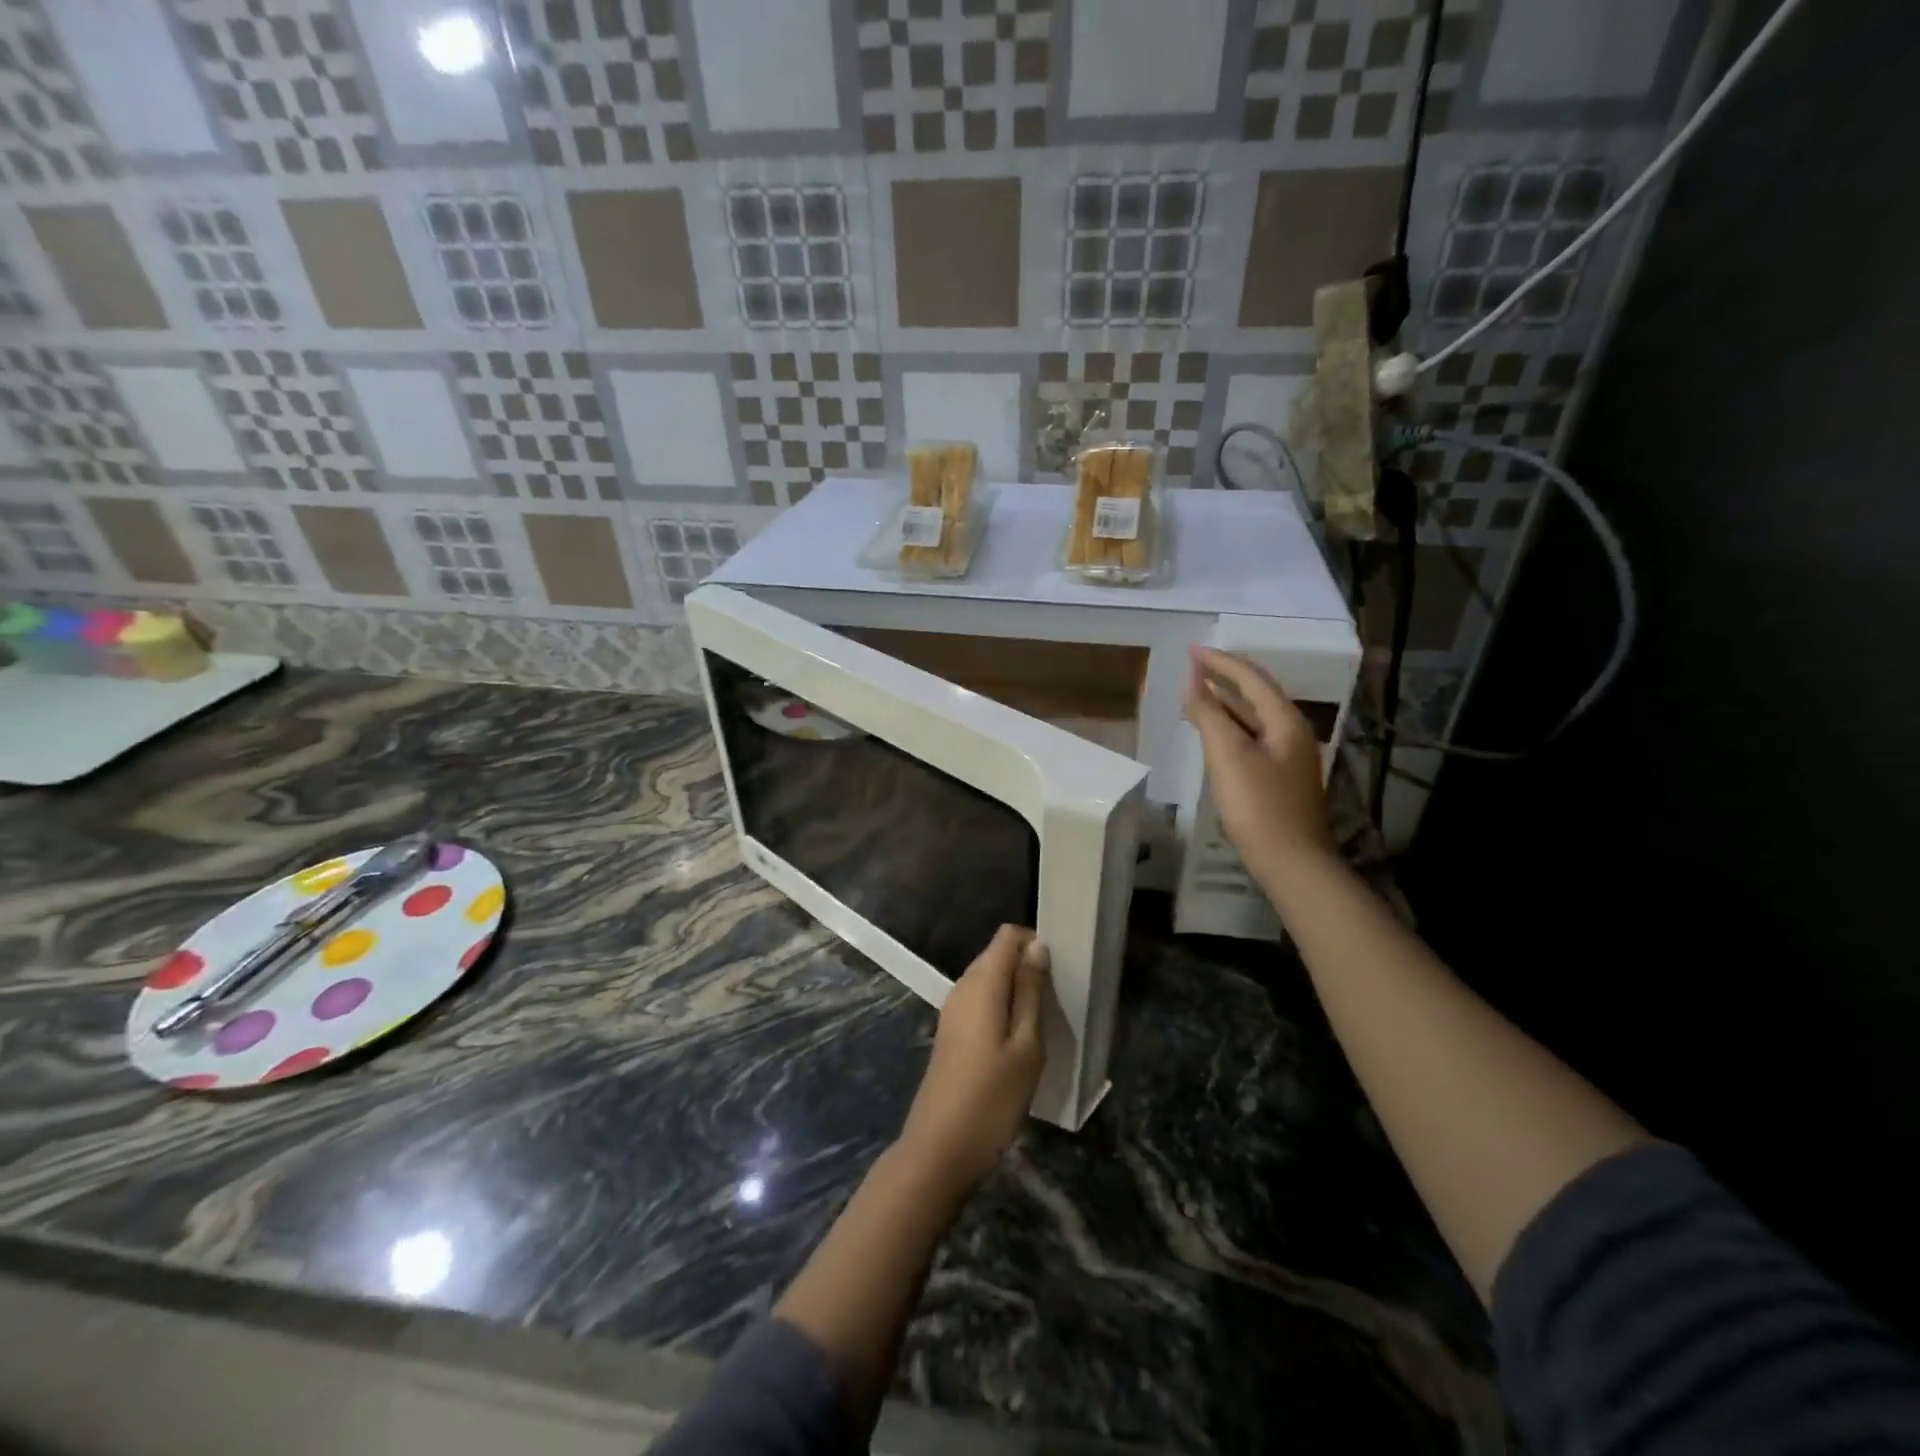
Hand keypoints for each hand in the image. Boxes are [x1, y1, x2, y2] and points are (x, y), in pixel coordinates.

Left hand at [895, 925, 1049, 1206]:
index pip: (1007, 936)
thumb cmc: (991, 1098)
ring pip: (989, 979)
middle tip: (1057, 1000)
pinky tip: (1018, 1039)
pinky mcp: (951, 1032)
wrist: (939, 1149)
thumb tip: (1037, 946)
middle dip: (1027, 966)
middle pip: (996, 955)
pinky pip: (980, 1001)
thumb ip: (1030, 992)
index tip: (1060, 969)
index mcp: (982, 983)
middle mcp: (962, 987)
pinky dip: (1001, 1007)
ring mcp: (952, 1010)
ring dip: (1016, 989)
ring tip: (1043, 1020)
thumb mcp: (1026, 1046)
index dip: (1034, 942)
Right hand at [1183, 646, 1338, 881]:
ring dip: (1227, 702)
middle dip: (1225, 678)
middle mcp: (1292, 733)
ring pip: (1254, 718)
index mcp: (1285, 722)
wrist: (1291, 861)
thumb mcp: (1228, 756)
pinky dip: (1231, 727)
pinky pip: (1252, 738)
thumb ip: (1209, 715)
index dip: (1220, 662)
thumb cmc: (1258, 805)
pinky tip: (1214, 733)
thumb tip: (1192, 681)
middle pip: (1257, 694)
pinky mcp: (1280, 778)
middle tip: (1194, 666)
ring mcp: (1289, 757)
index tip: (1192, 650)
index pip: (1251, 678)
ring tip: (1198, 693)